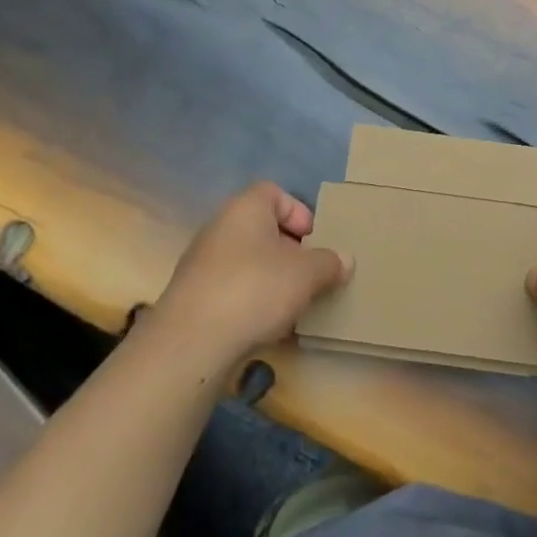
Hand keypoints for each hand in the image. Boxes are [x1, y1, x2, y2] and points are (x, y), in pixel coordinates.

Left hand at [152, 182, 352, 364]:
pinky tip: (268, 327)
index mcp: (245, 208)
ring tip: (293, 304)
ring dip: (272, 279)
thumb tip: (345, 260)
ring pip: (248, 262)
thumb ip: (330, 263)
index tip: (316, 240)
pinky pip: (232, 289)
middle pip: (262, 229)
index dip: (299, 213)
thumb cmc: (255, 289)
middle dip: (290, 251)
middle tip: (311, 274)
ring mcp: (202, 263)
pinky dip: (251, 302)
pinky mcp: (193, 297)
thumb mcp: (307, 274)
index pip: (274, 193)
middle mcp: (220, 227)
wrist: (191, 343)